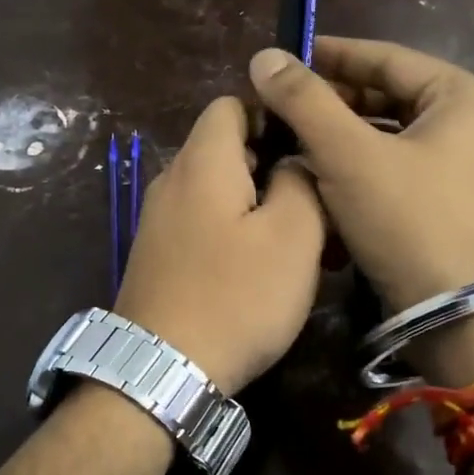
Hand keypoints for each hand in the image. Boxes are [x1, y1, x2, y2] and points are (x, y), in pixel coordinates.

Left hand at [113, 96, 324, 393]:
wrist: (161, 371)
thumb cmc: (236, 297)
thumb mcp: (292, 236)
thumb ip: (301, 181)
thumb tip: (294, 160)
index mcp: (202, 162)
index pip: (232, 103)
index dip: (273, 115)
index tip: (309, 147)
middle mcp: (171, 181)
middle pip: (226, 148)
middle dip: (273, 165)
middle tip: (316, 202)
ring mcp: (158, 220)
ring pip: (217, 190)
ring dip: (258, 204)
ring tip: (298, 242)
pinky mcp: (157, 255)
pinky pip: (202, 223)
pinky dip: (234, 231)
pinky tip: (260, 268)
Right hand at [249, 36, 473, 308]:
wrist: (460, 318)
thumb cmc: (410, 223)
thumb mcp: (349, 156)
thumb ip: (305, 102)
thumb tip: (264, 57)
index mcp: (467, 98)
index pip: (388, 59)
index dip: (332, 55)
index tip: (284, 57)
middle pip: (390, 98)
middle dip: (333, 103)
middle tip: (282, 107)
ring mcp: (469, 168)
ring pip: (391, 138)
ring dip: (342, 139)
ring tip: (293, 142)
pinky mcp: (454, 204)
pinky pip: (399, 170)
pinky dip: (361, 169)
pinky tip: (323, 179)